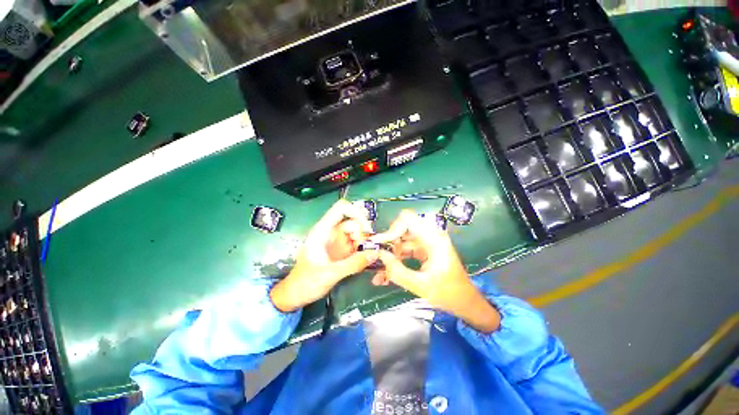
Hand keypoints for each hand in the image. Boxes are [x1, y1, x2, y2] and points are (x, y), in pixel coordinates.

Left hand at [270, 200, 378, 312]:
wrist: (296, 295)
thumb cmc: (306, 282)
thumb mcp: (329, 274)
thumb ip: (352, 264)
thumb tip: (374, 254)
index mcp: (323, 231)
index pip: (341, 209)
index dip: (356, 212)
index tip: (366, 227)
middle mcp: (332, 233)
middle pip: (353, 222)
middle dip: (362, 232)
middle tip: (367, 247)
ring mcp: (337, 242)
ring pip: (356, 234)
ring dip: (364, 242)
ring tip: (365, 256)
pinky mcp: (342, 252)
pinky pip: (356, 245)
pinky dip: (363, 250)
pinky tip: (364, 260)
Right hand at [370, 210, 499, 332]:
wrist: (465, 302)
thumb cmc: (448, 293)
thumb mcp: (420, 285)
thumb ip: (397, 271)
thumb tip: (379, 256)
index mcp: (433, 238)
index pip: (408, 219)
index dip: (393, 228)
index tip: (382, 244)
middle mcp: (429, 236)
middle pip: (402, 229)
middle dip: (389, 243)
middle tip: (378, 258)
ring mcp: (426, 243)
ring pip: (401, 241)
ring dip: (390, 254)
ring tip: (380, 270)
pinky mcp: (423, 251)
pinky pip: (405, 250)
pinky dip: (396, 259)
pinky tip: (386, 274)